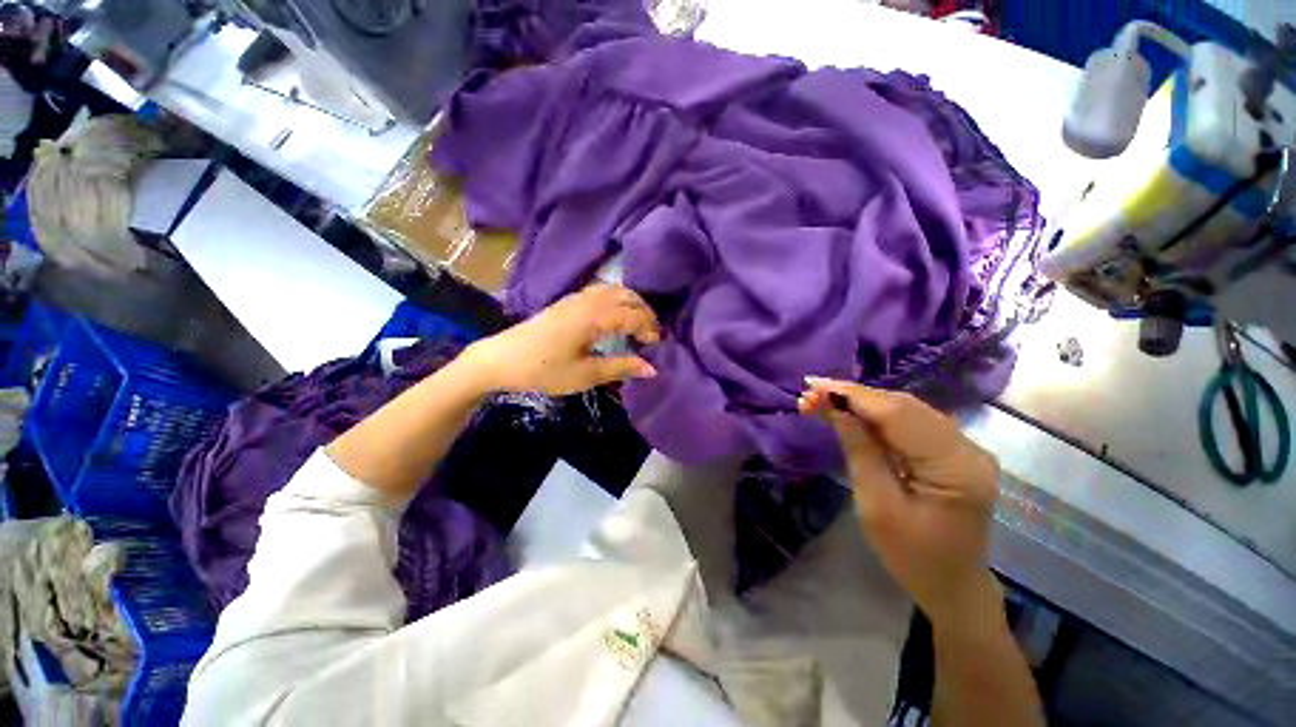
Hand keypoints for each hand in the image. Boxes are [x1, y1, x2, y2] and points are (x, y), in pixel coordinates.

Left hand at [463, 284, 659, 395]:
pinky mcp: (567, 301)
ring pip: (614, 290)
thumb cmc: (544, 370)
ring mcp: (576, 298)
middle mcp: (588, 300)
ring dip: (632, 303)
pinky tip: (615, 315)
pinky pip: (601, 291)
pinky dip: (617, 299)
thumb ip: (621, 367)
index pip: (633, 316)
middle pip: (627, 296)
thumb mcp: (585, 374)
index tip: (656, 347)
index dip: (650, 329)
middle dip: (645, 312)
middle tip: (652, 334)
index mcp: (594, 317)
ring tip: (638, 324)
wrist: (501, 359)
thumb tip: (652, 368)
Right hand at [800, 378, 1000, 627]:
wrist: (953, 587)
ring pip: (906, 409)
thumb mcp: (876, 505)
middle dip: (852, 396)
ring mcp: (964, 447)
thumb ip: (859, 451)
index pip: (897, 414)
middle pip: (903, 406)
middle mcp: (967, 448)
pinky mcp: (954, 451)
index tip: (813, 385)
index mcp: (954, 466)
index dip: (852, 395)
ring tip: (824, 402)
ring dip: (862, 403)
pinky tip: (852, 414)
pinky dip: (877, 415)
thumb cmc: (912, 556)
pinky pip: (911, 422)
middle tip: (811, 395)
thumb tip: (835, 409)